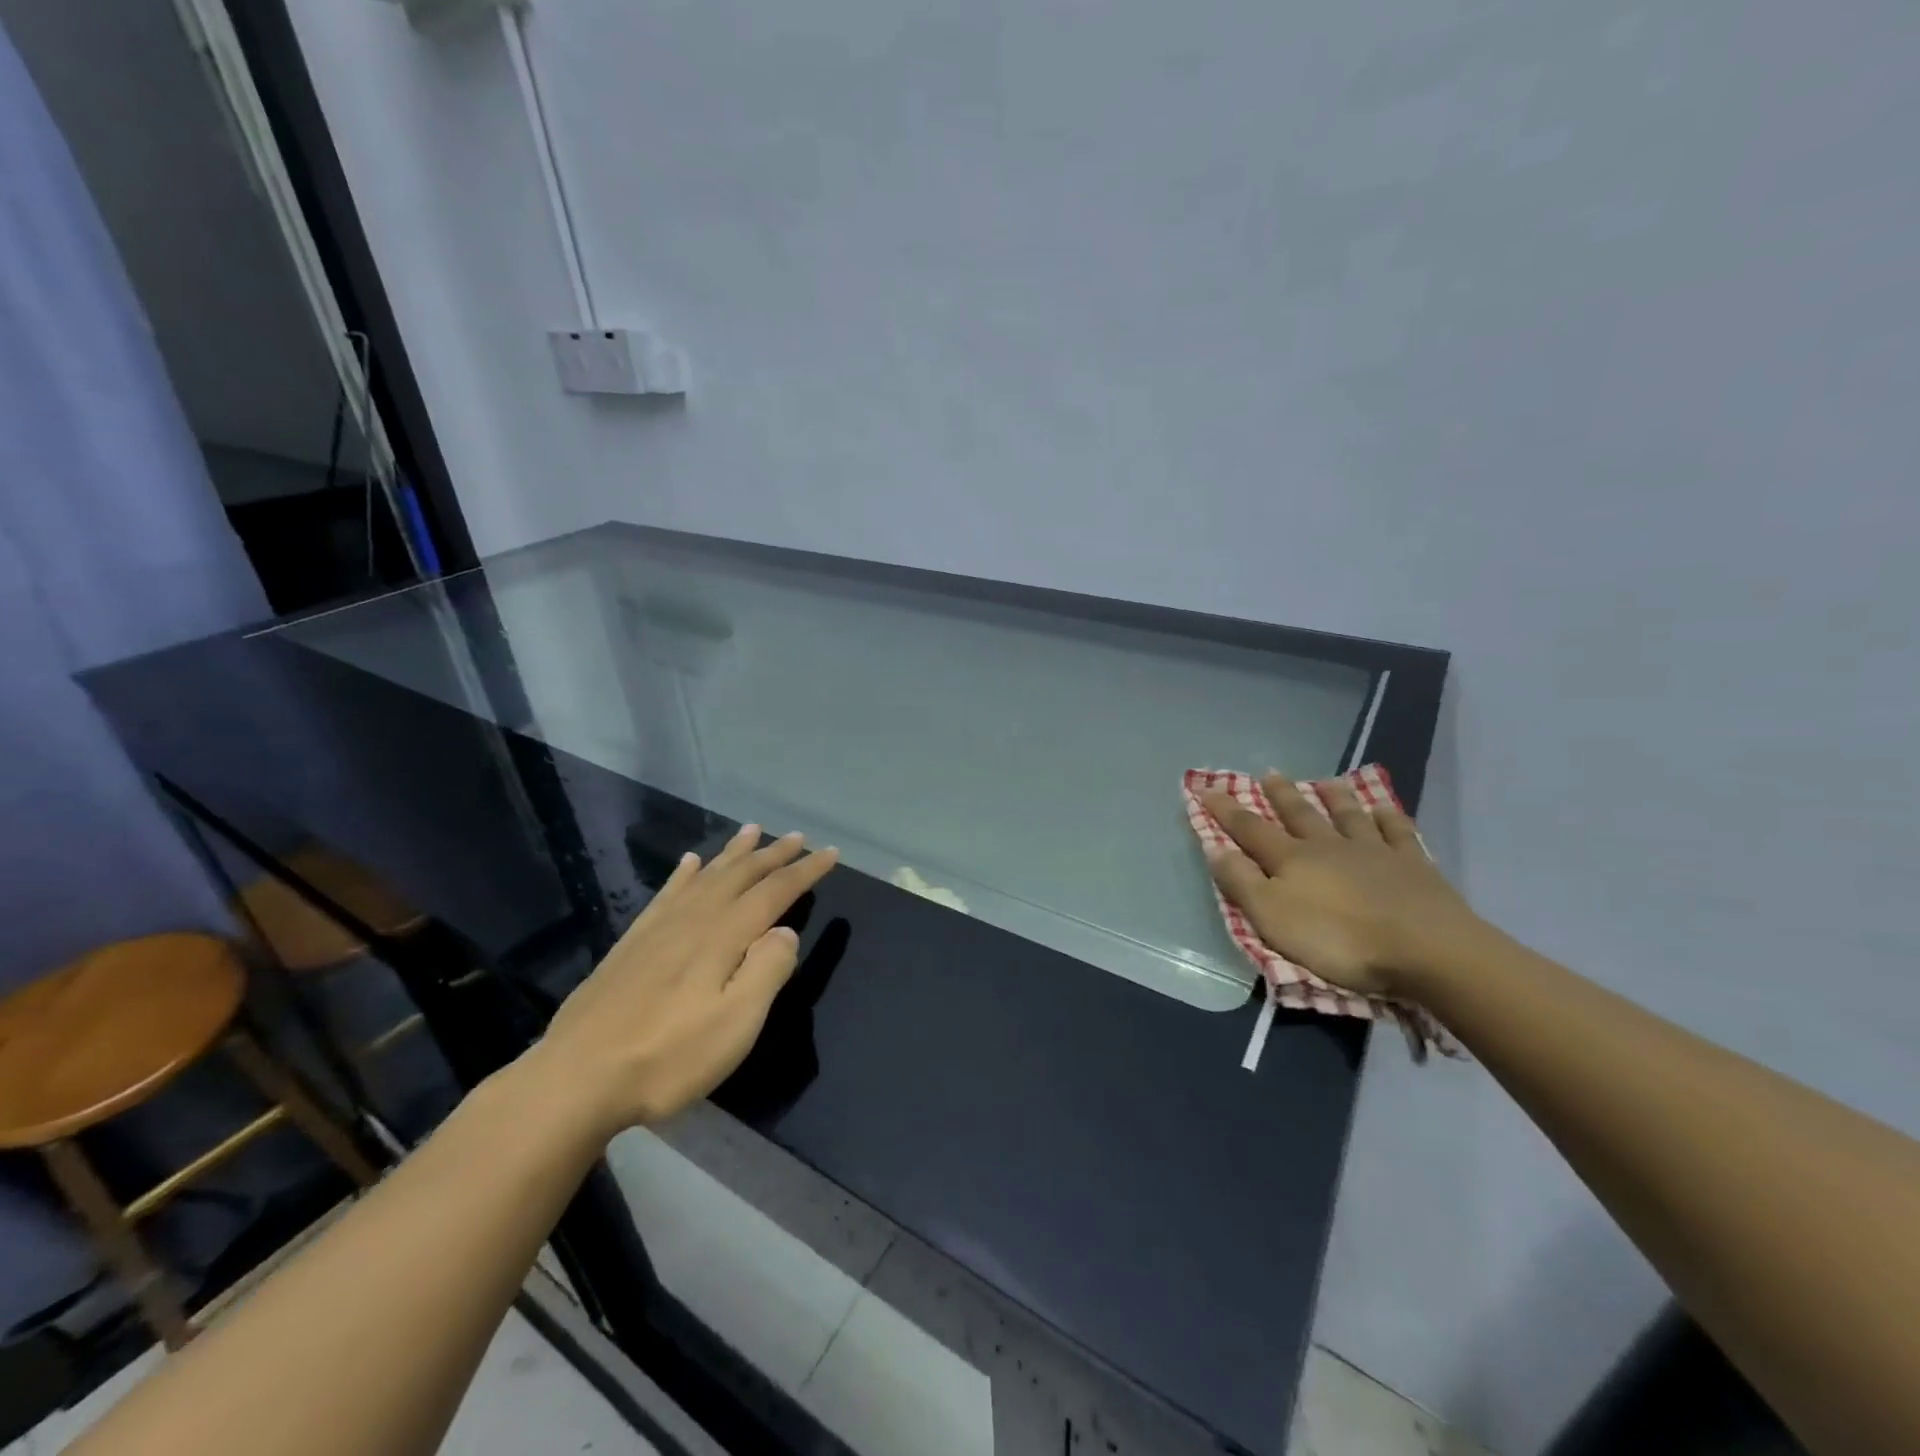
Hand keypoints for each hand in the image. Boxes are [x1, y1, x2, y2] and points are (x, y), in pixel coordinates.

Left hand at [531, 823, 838, 1135]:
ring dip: (733, 853)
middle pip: (741, 876)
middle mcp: (693, 920)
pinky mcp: (632, 944)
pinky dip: (684, 873)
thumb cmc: (667, 1058)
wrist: (576, 1080)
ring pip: (705, 876)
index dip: (805, 871)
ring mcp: (658, 929)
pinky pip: (667, 893)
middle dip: (773, 854)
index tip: (831, 853)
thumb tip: (786, 931)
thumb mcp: (735, 1025)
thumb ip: (767, 971)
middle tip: (797, 836)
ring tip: (751, 830)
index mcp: (723, 937)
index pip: (774, 892)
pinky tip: (689, 864)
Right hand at [1201, 776, 1478, 998]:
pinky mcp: (1413, 865)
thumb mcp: (1273, 918)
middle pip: (1299, 814)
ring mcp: (1374, 851)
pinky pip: (1397, 831)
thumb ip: (1241, 882)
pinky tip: (1383, 806)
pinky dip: (1387, 816)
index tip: (1205, 788)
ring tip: (1324, 781)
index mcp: (1292, 860)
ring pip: (1348, 815)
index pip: (1250, 829)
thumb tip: (1214, 846)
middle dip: (1279, 795)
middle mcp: (1329, 846)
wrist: (1426, 949)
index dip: (1225, 810)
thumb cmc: (1339, 939)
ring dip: (1334, 797)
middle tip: (1269, 773)